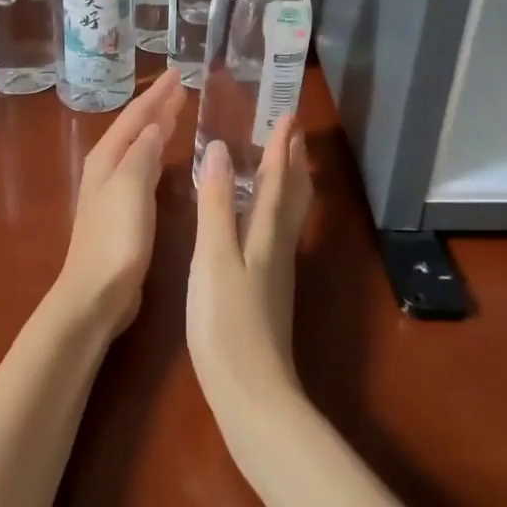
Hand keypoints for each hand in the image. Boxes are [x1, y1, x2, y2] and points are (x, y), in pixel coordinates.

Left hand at [53, 69, 184, 336]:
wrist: (96, 294)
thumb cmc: (116, 239)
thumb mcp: (131, 188)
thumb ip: (142, 153)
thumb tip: (153, 123)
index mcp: (108, 158)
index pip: (136, 115)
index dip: (157, 94)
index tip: (179, 73)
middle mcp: (108, 167)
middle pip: (135, 127)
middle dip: (157, 104)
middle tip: (181, 84)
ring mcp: (113, 190)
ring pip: (138, 144)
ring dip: (156, 125)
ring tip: (176, 109)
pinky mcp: (123, 210)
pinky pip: (142, 165)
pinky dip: (155, 150)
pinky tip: (164, 154)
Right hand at [188, 119, 314, 445]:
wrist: (251, 392)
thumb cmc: (226, 321)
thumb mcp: (213, 257)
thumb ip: (216, 204)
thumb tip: (220, 149)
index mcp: (266, 233)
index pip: (278, 178)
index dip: (281, 146)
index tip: (288, 114)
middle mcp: (278, 246)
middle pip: (292, 194)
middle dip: (293, 161)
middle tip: (293, 132)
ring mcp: (276, 270)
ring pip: (289, 215)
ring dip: (288, 183)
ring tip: (284, 164)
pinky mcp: (269, 291)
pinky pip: (278, 233)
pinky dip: (275, 210)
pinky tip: (262, 220)